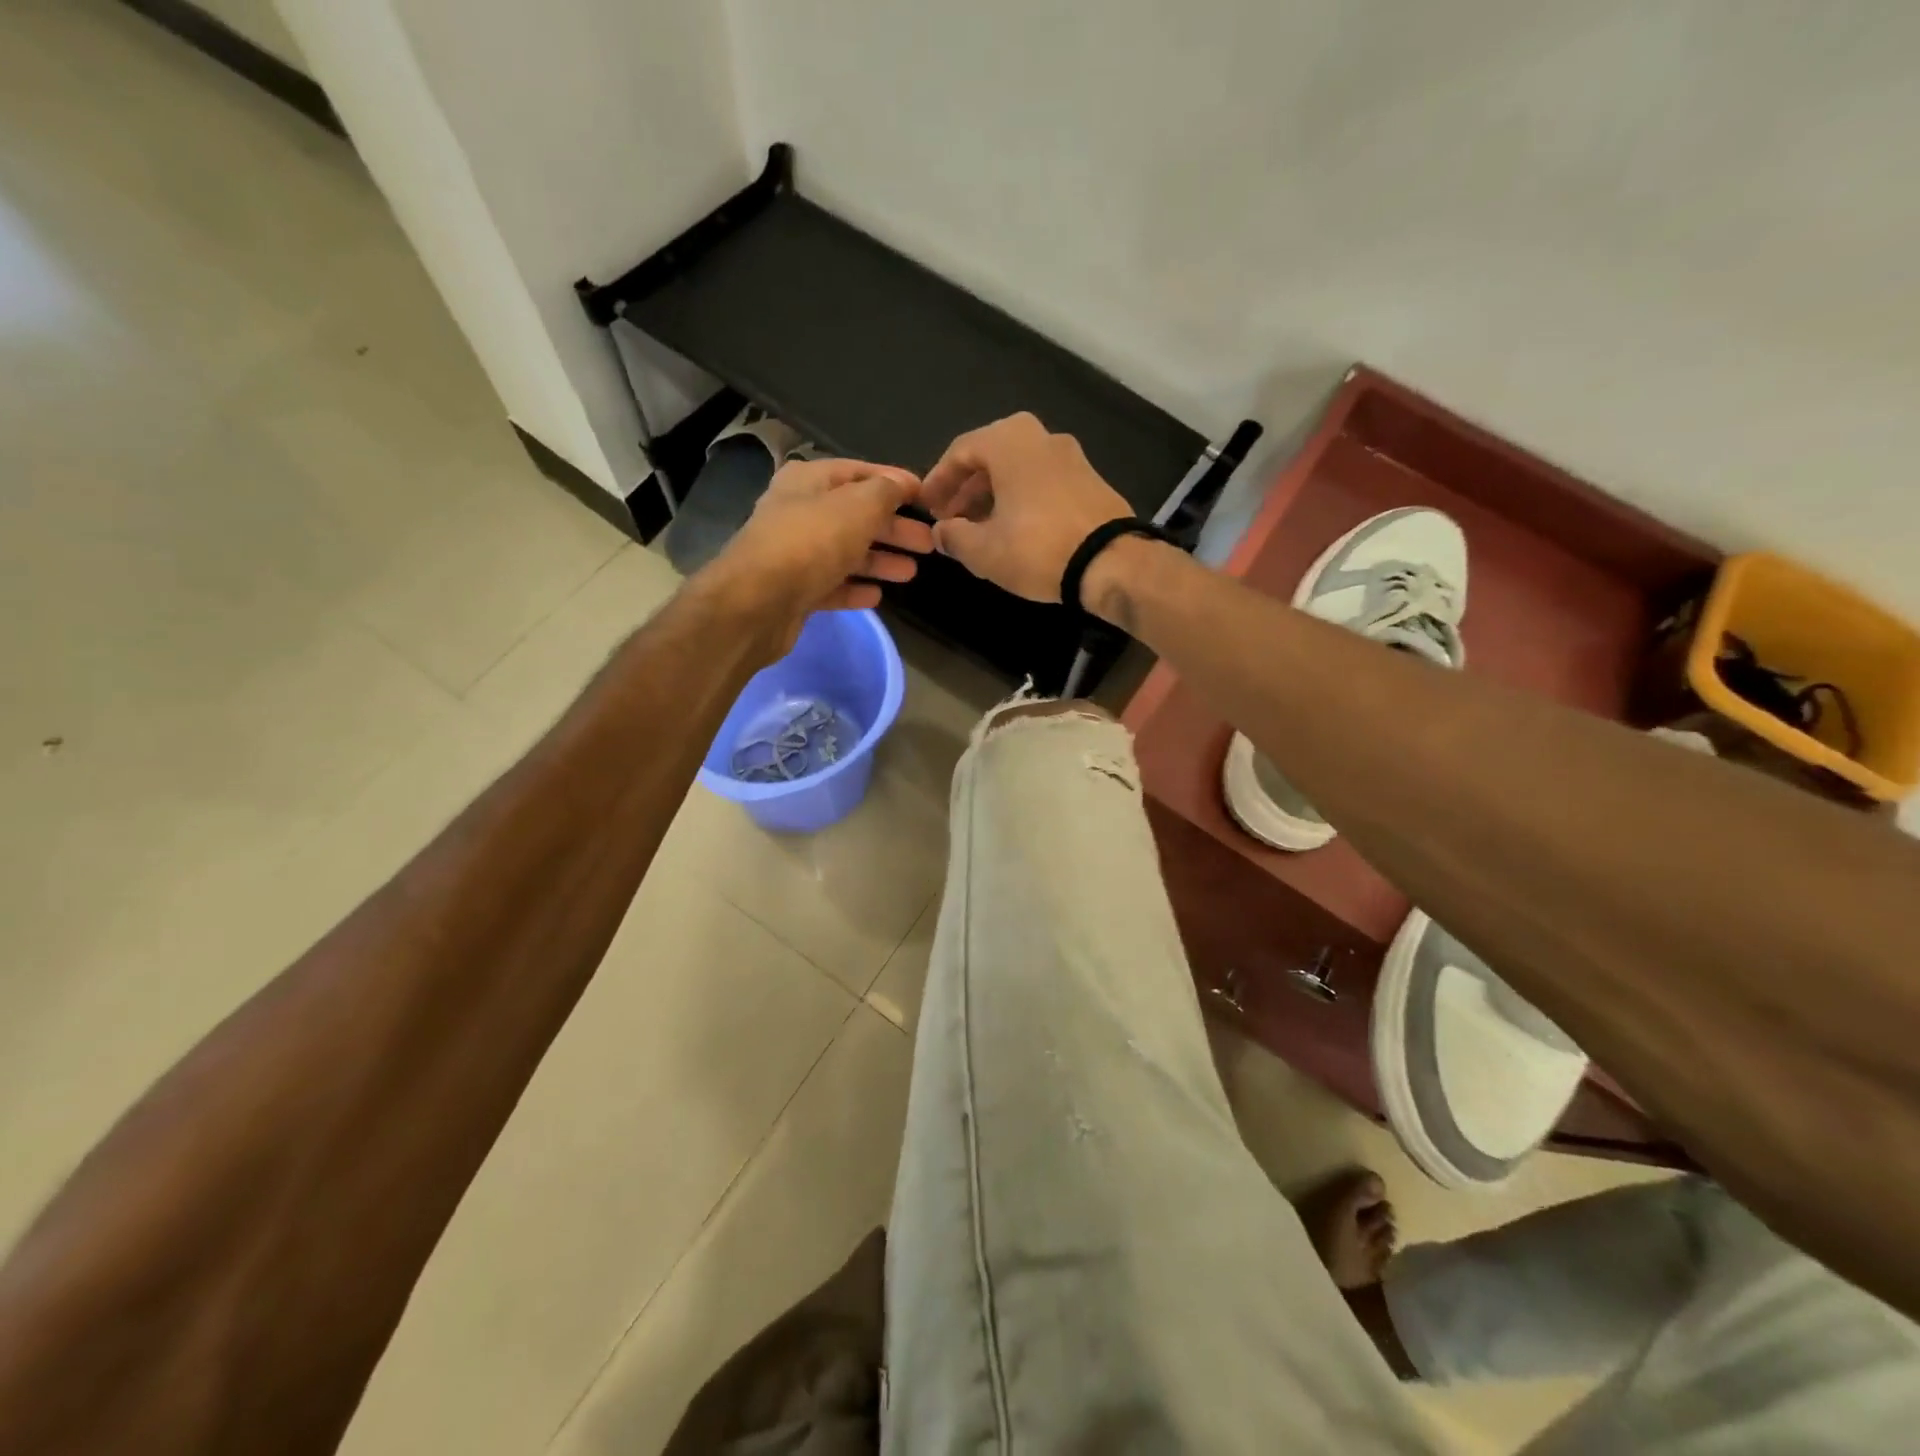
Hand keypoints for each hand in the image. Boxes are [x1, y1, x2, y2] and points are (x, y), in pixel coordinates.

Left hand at [702, 456, 934, 651]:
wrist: (757, 603)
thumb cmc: (810, 543)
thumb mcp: (857, 506)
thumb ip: (885, 492)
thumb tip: (902, 483)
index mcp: (808, 481)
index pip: (859, 472)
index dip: (894, 481)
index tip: (927, 496)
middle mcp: (799, 512)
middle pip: (856, 515)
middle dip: (893, 528)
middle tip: (929, 542)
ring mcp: (795, 554)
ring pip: (846, 552)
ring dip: (879, 560)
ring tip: (911, 572)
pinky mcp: (795, 591)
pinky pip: (832, 585)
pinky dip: (855, 588)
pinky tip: (877, 595)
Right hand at [921, 413, 1131, 601]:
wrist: (1111, 562)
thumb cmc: (1037, 548)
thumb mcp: (983, 550)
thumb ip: (953, 536)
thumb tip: (941, 532)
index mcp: (1009, 441)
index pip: (960, 451)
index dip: (937, 481)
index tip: (927, 508)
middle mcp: (1041, 436)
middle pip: (990, 458)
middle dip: (966, 490)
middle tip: (951, 520)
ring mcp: (1071, 456)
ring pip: (1018, 470)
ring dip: (993, 496)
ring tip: (979, 530)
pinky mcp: (1091, 479)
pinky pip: (1042, 482)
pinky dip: (1021, 499)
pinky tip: (1014, 530)